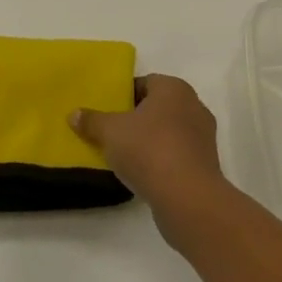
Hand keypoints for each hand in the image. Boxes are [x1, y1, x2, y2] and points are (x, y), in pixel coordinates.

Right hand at [71, 75, 227, 234]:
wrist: (188, 198)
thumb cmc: (149, 150)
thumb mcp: (110, 132)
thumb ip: (91, 121)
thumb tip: (74, 114)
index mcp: (174, 89)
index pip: (144, 83)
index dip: (123, 96)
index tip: (107, 111)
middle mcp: (194, 106)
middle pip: (157, 108)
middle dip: (136, 119)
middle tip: (112, 132)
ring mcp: (204, 137)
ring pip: (168, 132)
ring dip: (149, 141)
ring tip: (125, 156)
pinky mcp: (207, 165)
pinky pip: (177, 155)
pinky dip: (161, 161)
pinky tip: (143, 174)